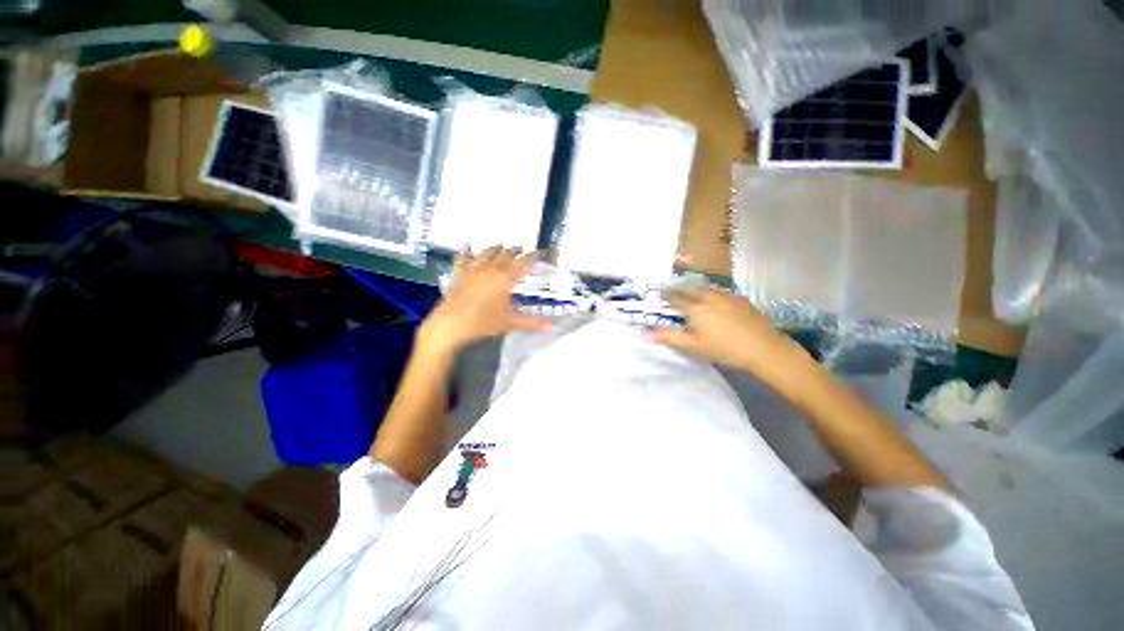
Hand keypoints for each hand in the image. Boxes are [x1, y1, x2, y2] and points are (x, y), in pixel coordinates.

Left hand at [417, 247, 549, 357]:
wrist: (451, 324)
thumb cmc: (483, 323)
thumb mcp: (511, 323)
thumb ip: (532, 323)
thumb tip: (552, 327)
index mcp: (506, 278)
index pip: (524, 262)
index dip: (534, 256)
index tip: (541, 252)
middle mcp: (491, 268)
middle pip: (507, 253)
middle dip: (516, 251)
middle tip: (523, 251)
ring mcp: (473, 269)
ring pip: (488, 252)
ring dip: (497, 248)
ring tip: (502, 246)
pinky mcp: (459, 273)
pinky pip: (463, 257)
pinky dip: (467, 250)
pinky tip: (467, 245)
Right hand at [648, 288, 813, 393]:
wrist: (762, 348)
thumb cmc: (724, 349)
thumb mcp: (694, 346)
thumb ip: (671, 337)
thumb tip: (648, 334)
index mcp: (695, 308)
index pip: (676, 297)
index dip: (667, 295)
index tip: (660, 294)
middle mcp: (708, 297)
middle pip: (690, 289)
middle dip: (679, 289)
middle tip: (673, 291)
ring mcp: (726, 296)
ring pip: (705, 288)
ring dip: (695, 288)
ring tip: (690, 291)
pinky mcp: (739, 299)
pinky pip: (720, 291)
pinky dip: (711, 292)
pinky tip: (713, 297)